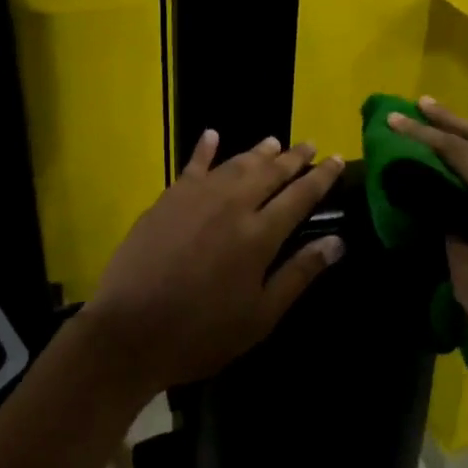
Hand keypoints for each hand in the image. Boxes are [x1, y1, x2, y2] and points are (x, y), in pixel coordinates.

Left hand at [82, 131, 346, 399]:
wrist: (131, 329)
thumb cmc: (202, 332)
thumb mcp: (260, 315)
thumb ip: (299, 274)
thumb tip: (337, 242)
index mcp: (260, 234)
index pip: (300, 196)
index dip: (321, 176)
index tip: (337, 159)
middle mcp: (233, 204)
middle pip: (270, 172)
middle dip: (294, 157)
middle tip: (310, 144)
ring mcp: (197, 197)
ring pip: (235, 164)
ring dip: (258, 152)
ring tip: (274, 142)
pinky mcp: (168, 199)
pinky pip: (192, 166)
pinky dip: (205, 149)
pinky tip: (212, 135)